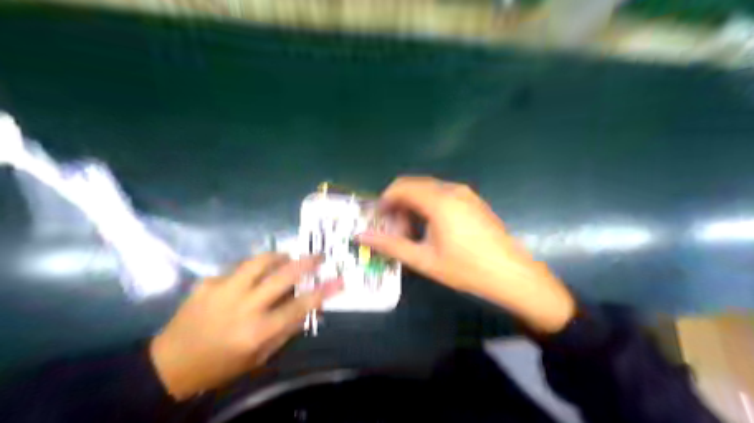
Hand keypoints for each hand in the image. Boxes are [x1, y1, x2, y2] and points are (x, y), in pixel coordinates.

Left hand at [148, 255, 341, 399]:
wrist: (170, 363)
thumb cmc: (221, 365)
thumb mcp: (259, 357)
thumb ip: (286, 331)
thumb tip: (309, 308)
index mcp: (258, 331)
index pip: (300, 306)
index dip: (323, 291)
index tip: (339, 280)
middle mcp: (244, 307)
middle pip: (282, 276)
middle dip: (306, 263)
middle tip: (318, 256)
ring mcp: (224, 290)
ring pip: (259, 261)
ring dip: (279, 256)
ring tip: (287, 257)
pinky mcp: (208, 282)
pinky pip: (239, 269)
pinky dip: (252, 270)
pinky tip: (250, 278)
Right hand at [358, 176, 578, 333]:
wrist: (511, 274)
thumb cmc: (466, 268)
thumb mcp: (424, 259)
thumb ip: (391, 245)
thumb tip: (361, 236)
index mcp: (439, 200)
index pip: (401, 187)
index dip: (384, 200)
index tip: (379, 220)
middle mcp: (452, 190)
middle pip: (414, 185)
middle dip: (398, 204)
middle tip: (395, 230)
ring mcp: (466, 193)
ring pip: (428, 190)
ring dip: (413, 205)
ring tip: (412, 233)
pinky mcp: (473, 201)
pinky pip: (443, 194)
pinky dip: (429, 206)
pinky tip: (431, 229)